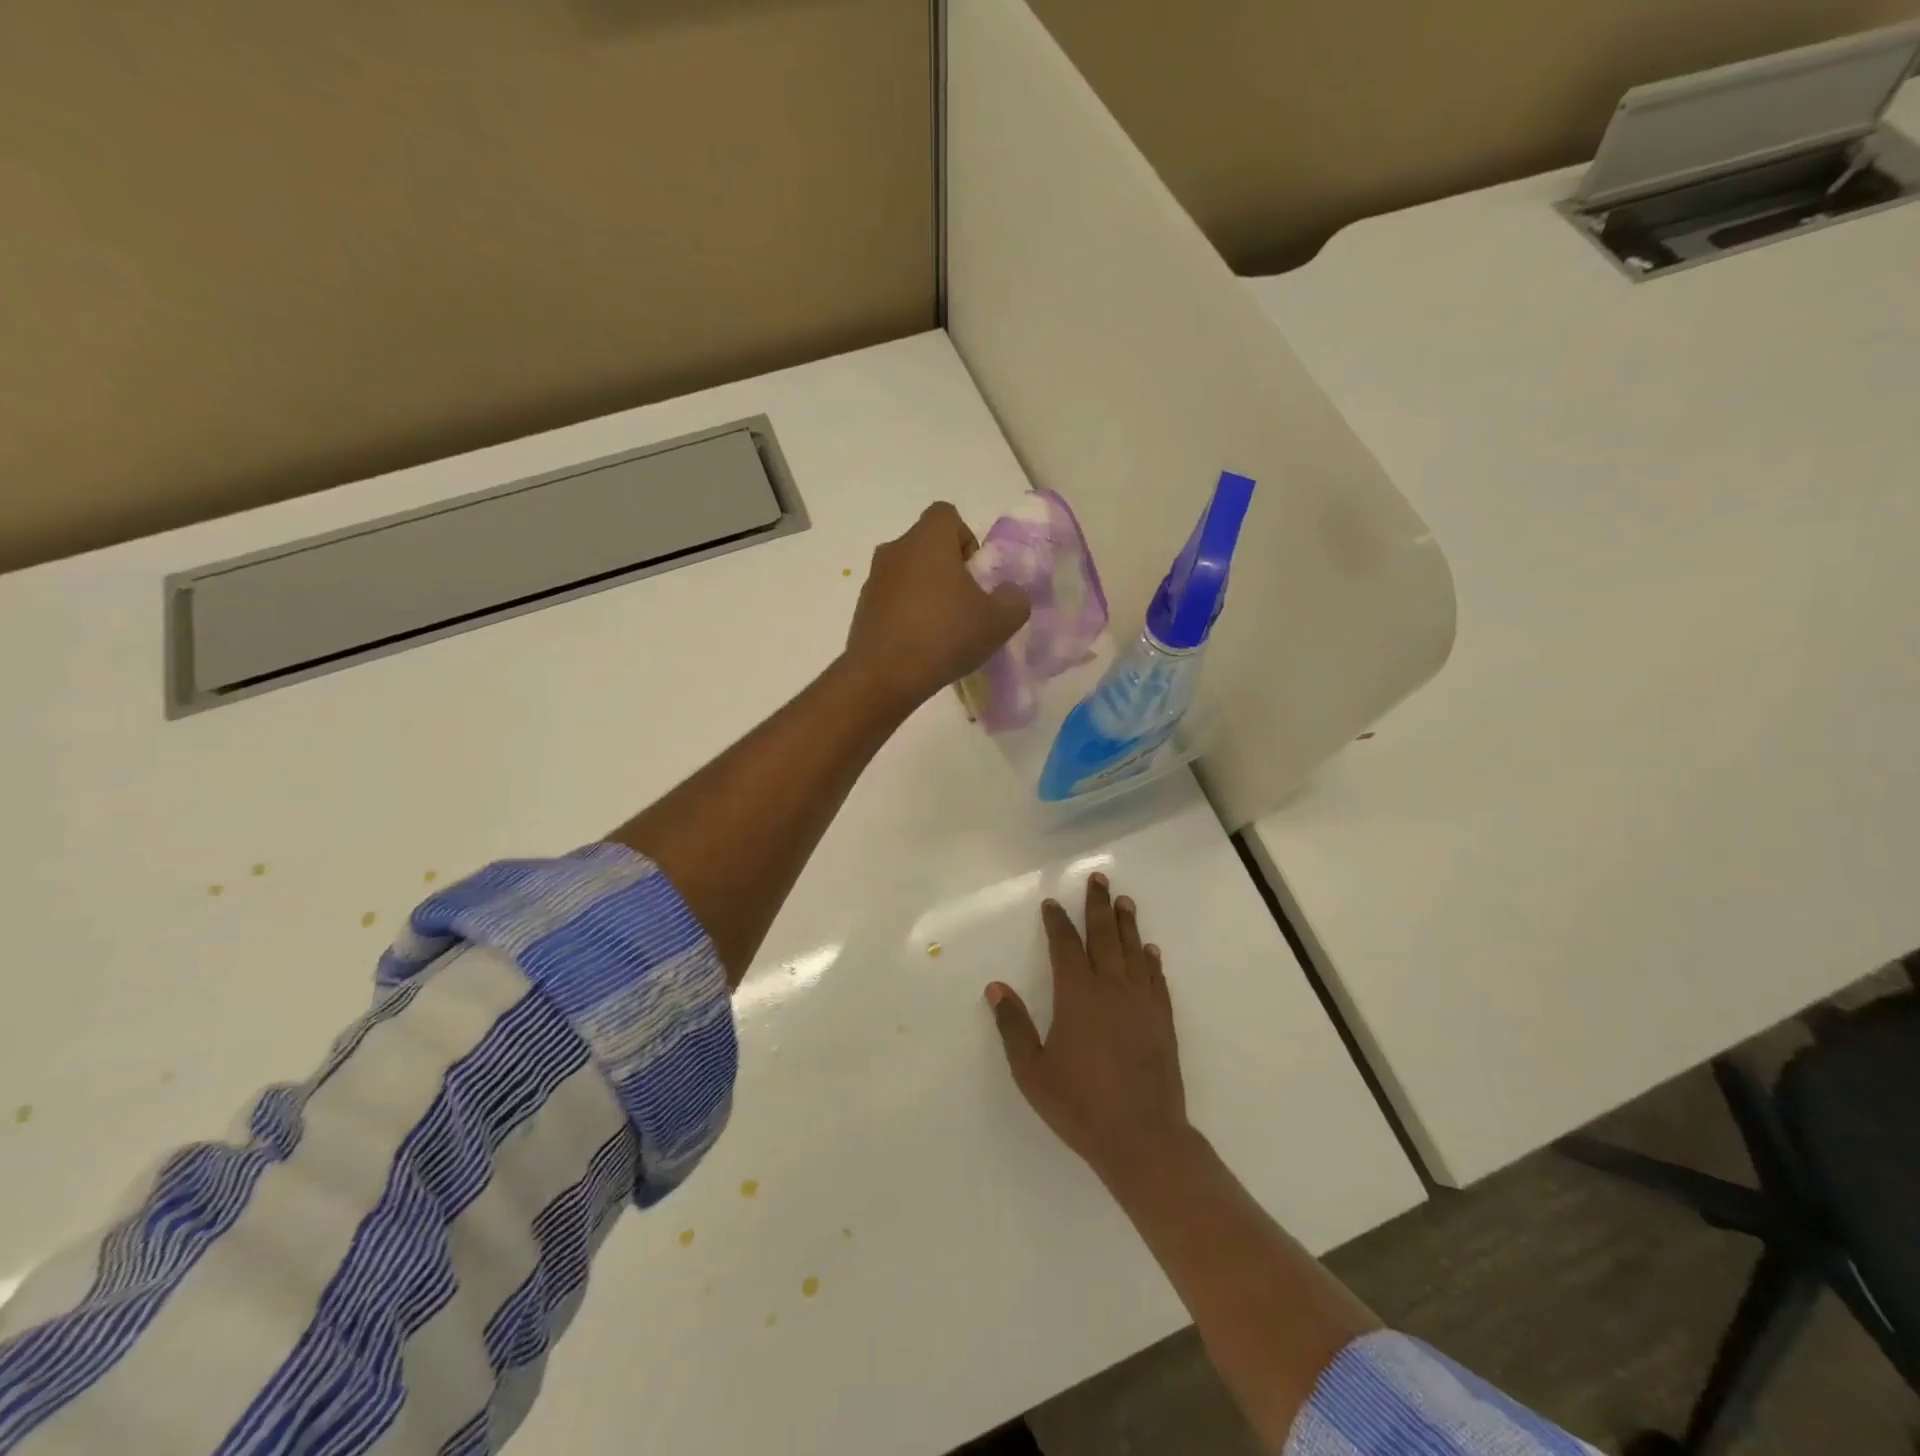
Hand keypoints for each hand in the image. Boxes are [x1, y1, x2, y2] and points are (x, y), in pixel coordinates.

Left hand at [845, 502, 1029, 712]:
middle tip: (964, 605)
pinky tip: (920, 646)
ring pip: (908, 574)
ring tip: (943, 631)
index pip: (947, 515)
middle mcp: (896, 550)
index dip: (966, 538)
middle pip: (927, 546)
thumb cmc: (945, 636)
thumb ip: (1014, 600)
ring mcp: (873, 579)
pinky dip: (907, 614)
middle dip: (948, 569)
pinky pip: (892, 601)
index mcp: (927, 540)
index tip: (975, 573)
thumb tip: (1009, 593)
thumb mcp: (999, 621)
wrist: (884, 676)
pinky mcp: (862, 609)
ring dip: (926, 593)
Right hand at [986, 874, 1190, 1188]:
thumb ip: (1013, 1027)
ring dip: (1127, 924)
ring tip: (1124, 901)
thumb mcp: (1033, 1071)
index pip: (1065, 946)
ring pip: (1134, 951)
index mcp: (1077, 996)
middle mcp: (1111, 989)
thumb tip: (996, 988)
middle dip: (1099, 905)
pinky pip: (1156, 979)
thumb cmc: (1080, 1105)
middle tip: (1100, 879)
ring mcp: (1142, 1003)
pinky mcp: (1163, 1021)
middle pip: (1104, 936)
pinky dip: (1151, 960)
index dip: (1057, 922)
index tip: (1052, 904)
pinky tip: (1150, 950)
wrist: (1143, 1137)